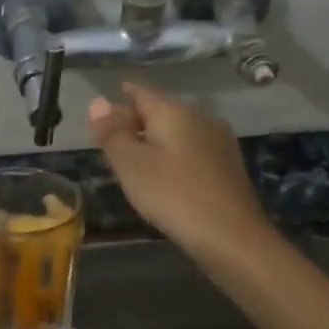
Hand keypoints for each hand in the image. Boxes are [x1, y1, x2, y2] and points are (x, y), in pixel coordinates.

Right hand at [87, 82, 275, 261]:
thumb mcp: (132, 165)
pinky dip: (173, 156)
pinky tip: (165, 176)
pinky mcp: (228, 165)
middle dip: (135, 121)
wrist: (232, 236)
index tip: (101, 111)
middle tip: (111, 140)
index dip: (118, 99)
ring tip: (133, 160)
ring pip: (177, 131)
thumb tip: (97, 101)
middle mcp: (199, 116)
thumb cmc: (173, 196)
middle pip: (160, 110)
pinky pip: (192, 150)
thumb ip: (112, 133)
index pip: (140, 92)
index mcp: (173, 111)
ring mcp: (218, 140)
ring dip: (155, 140)